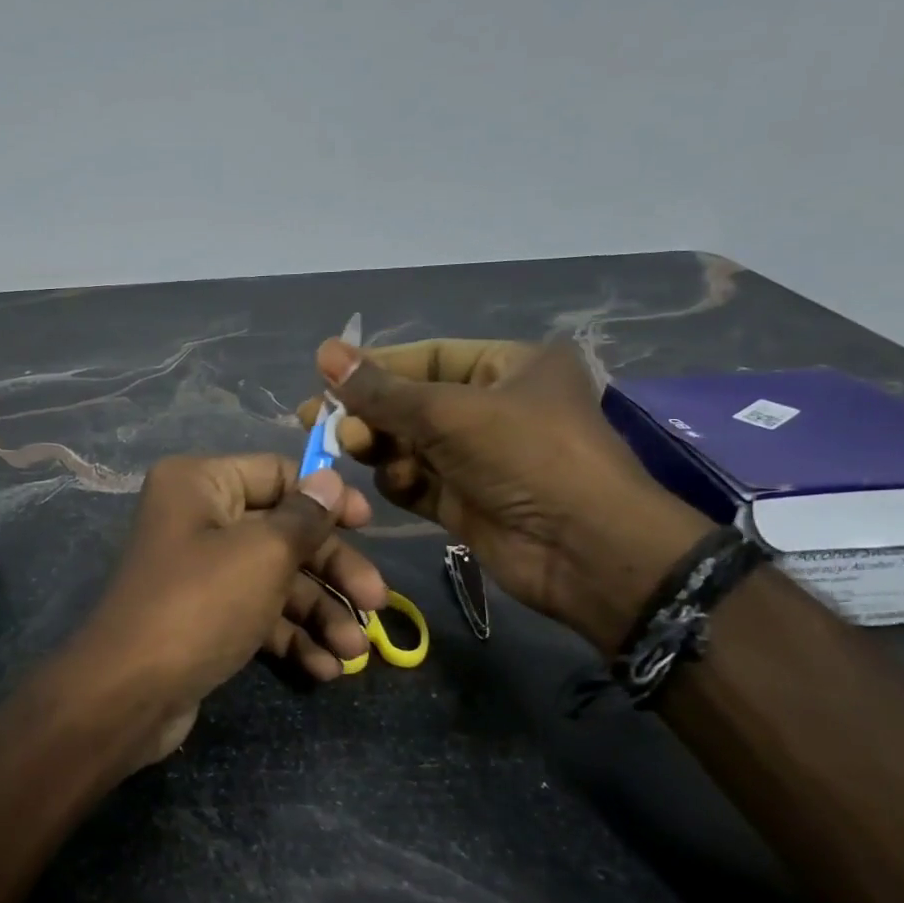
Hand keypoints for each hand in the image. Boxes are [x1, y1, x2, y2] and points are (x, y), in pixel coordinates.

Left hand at [65, 454, 387, 764]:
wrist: (129, 694)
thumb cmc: (201, 603)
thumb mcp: (263, 554)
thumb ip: (305, 517)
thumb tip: (330, 479)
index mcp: (200, 484)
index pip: (276, 473)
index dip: (324, 497)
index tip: (369, 524)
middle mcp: (197, 519)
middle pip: (282, 532)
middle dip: (331, 570)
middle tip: (378, 603)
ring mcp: (200, 571)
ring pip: (275, 579)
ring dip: (319, 614)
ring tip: (354, 654)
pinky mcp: (204, 617)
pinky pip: (257, 615)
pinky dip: (290, 638)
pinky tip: (324, 670)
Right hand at [298, 338, 711, 652]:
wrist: (585, 550)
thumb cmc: (525, 457)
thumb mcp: (448, 413)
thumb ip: (381, 390)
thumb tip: (325, 352)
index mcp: (508, 367)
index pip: (427, 357)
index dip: (375, 366)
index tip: (324, 376)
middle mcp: (493, 407)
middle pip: (412, 402)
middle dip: (368, 412)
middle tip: (318, 421)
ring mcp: (479, 458)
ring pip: (408, 443)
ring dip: (380, 446)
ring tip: (354, 449)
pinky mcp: (466, 501)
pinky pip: (418, 480)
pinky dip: (400, 479)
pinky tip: (395, 481)